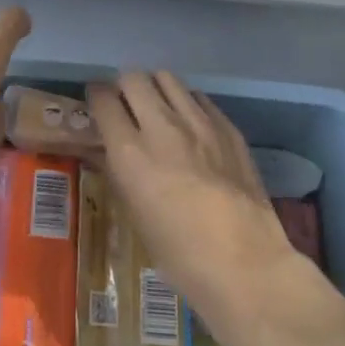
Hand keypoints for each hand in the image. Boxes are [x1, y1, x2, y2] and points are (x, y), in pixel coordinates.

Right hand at [89, 72, 293, 308]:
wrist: (247, 267)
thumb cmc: (181, 257)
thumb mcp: (136, 218)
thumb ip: (119, 174)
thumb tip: (107, 151)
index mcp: (130, 152)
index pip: (103, 100)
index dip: (96, 98)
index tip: (98, 105)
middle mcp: (161, 126)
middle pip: (133, 78)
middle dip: (124, 87)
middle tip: (127, 105)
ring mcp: (198, 122)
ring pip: (167, 78)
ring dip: (156, 88)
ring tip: (158, 108)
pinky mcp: (227, 126)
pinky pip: (198, 97)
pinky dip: (187, 103)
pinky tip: (191, 124)